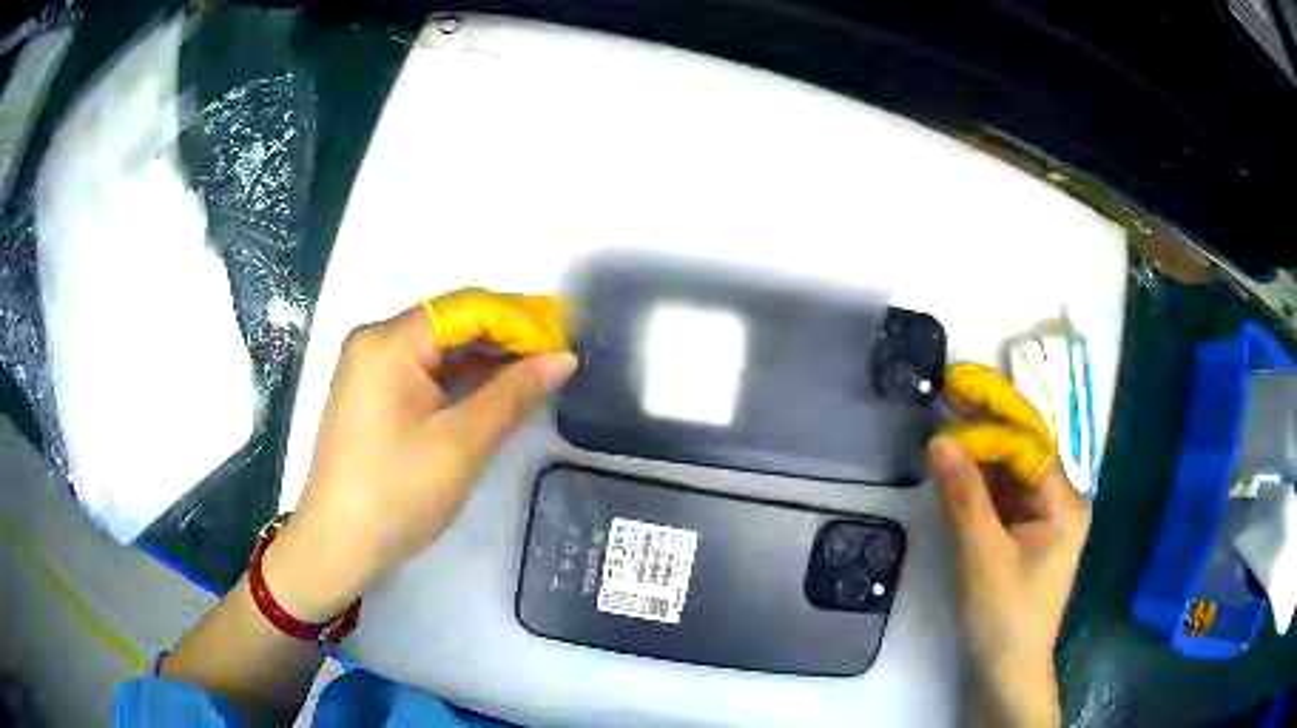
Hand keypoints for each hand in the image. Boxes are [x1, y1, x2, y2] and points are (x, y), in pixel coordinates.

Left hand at [264, 289, 576, 621]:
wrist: (338, 546)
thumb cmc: (397, 495)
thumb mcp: (461, 445)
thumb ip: (514, 394)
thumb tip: (563, 358)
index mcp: (390, 341)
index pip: (468, 308)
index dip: (521, 319)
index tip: (567, 340)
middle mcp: (377, 341)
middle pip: (452, 322)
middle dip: (507, 336)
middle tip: (559, 357)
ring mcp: (371, 368)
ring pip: (440, 347)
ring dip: (487, 357)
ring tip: (538, 372)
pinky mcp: (373, 394)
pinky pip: (425, 371)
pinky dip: (462, 378)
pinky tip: (496, 389)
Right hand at [931, 363, 1091, 727]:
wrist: (1007, 672)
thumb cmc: (1004, 617)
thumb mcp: (982, 557)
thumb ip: (964, 496)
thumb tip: (940, 439)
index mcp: (1065, 502)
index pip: (1028, 443)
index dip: (992, 418)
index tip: (954, 394)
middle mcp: (1060, 500)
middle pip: (1023, 448)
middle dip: (989, 418)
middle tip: (951, 385)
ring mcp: (1043, 516)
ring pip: (1011, 469)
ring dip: (981, 445)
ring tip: (948, 412)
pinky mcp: (1025, 532)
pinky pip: (1003, 493)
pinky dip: (979, 477)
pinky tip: (957, 459)